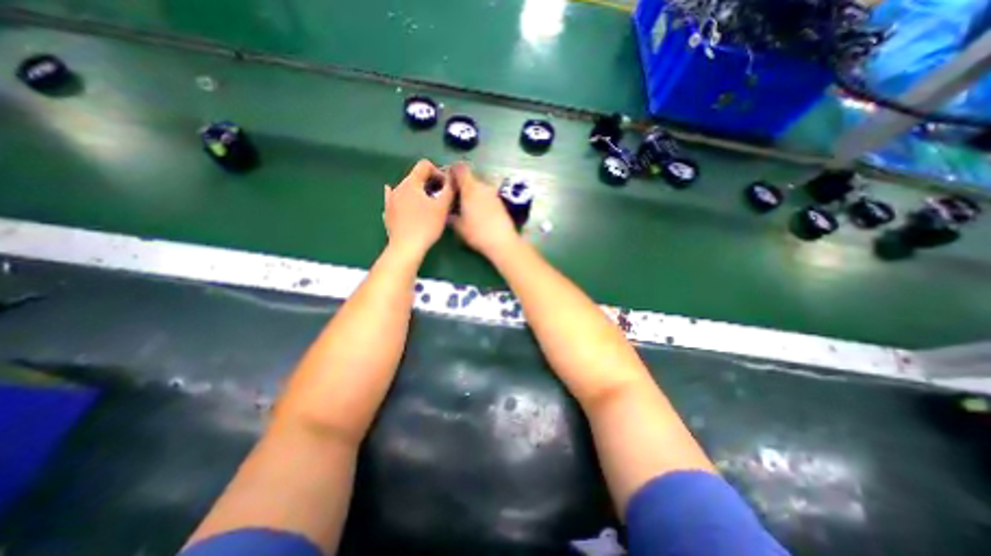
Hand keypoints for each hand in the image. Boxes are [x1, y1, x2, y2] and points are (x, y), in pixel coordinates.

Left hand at [382, 158, 451, 256]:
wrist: (406, 247)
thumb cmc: (426, 225)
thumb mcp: (442, 207)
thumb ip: (449, 189)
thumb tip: (452, 178)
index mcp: (411, 182)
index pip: (424, 165)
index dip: (437, 171)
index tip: (445, 186)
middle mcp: (398, 187)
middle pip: (415, 177)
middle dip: (430, 183)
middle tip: (441, 197)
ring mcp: (390, 200)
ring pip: (407, 189)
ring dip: (419, 193)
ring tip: (428, 206)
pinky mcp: (388, 213)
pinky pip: (397, 201)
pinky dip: (405, 200)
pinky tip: (405, 204)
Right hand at [450, 161, 521, 255]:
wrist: (502, 241)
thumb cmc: (476, 232)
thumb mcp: (458, 225)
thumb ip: (450, 214)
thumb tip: (447, 209)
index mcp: (470, 188)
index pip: (460, 169)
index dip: (452, 171)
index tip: (447, 181)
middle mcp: (483, 186)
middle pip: (470, 179)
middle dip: (461, 185)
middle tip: (454, 198)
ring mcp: (493, 194)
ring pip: (479, 188)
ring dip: (472, 193)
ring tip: (465, 207)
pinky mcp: (500, 202)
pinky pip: (486, 196)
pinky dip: (480, 200)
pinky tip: (477, 213)